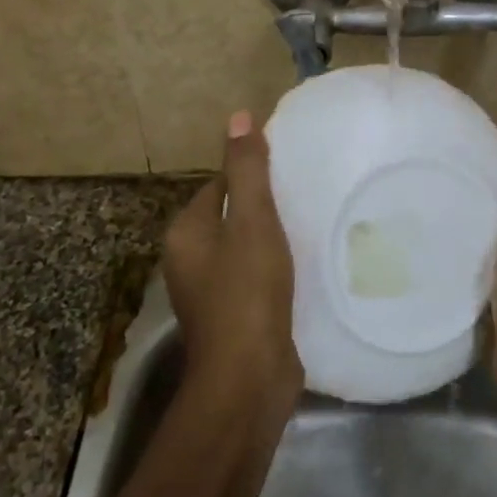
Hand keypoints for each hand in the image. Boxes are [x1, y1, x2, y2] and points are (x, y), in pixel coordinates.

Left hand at [162, 111, 301, 406]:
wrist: (248, 379)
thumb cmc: (247, 292)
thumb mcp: (252, 221)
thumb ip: (247, 170)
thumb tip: (238, 116)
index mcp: (186, 233)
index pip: (219, 186)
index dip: (251, 177)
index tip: (288, 173)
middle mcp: (189, 261)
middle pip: (231, 218)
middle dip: (264, 209)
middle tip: (305, 200)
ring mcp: (210, 294)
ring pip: (244, 250)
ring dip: (272, 242)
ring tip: (310, 230)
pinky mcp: (233, 319)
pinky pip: (254, 280)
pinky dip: (274, 272)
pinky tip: (304, 269)